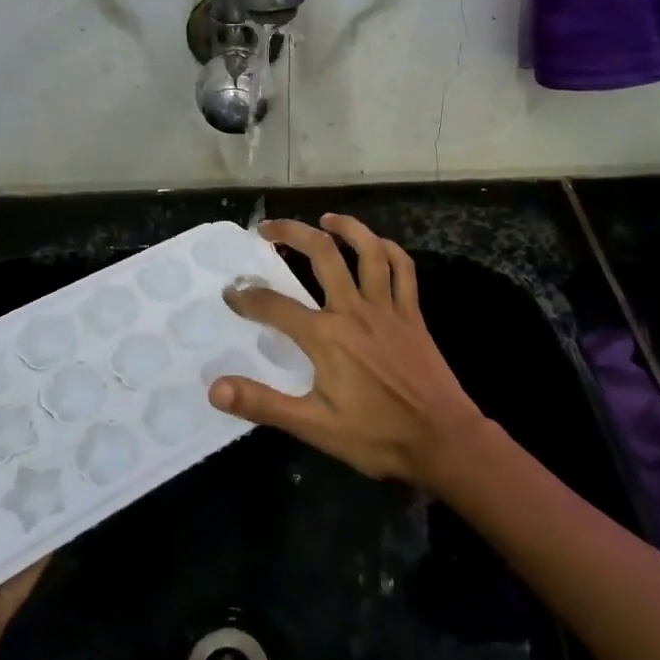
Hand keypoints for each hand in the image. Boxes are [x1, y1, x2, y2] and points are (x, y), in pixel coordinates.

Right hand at [209, 215, 488, 489]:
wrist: (443, 440)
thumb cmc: (377, 436)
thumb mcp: (314, 426)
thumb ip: (263, 404)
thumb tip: (215, 389)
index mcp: (326, 337)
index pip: (274, 306)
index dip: (247, 297)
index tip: (230, 292)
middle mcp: (354, 310)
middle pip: (322, 255)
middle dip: (291, 233)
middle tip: (268, 229)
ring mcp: (387, 308)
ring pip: (368, 251)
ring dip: (346, 228)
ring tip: (325, 219)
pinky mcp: (412, 314)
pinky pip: (403, 270)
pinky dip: (389, 250)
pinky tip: (377, 245)